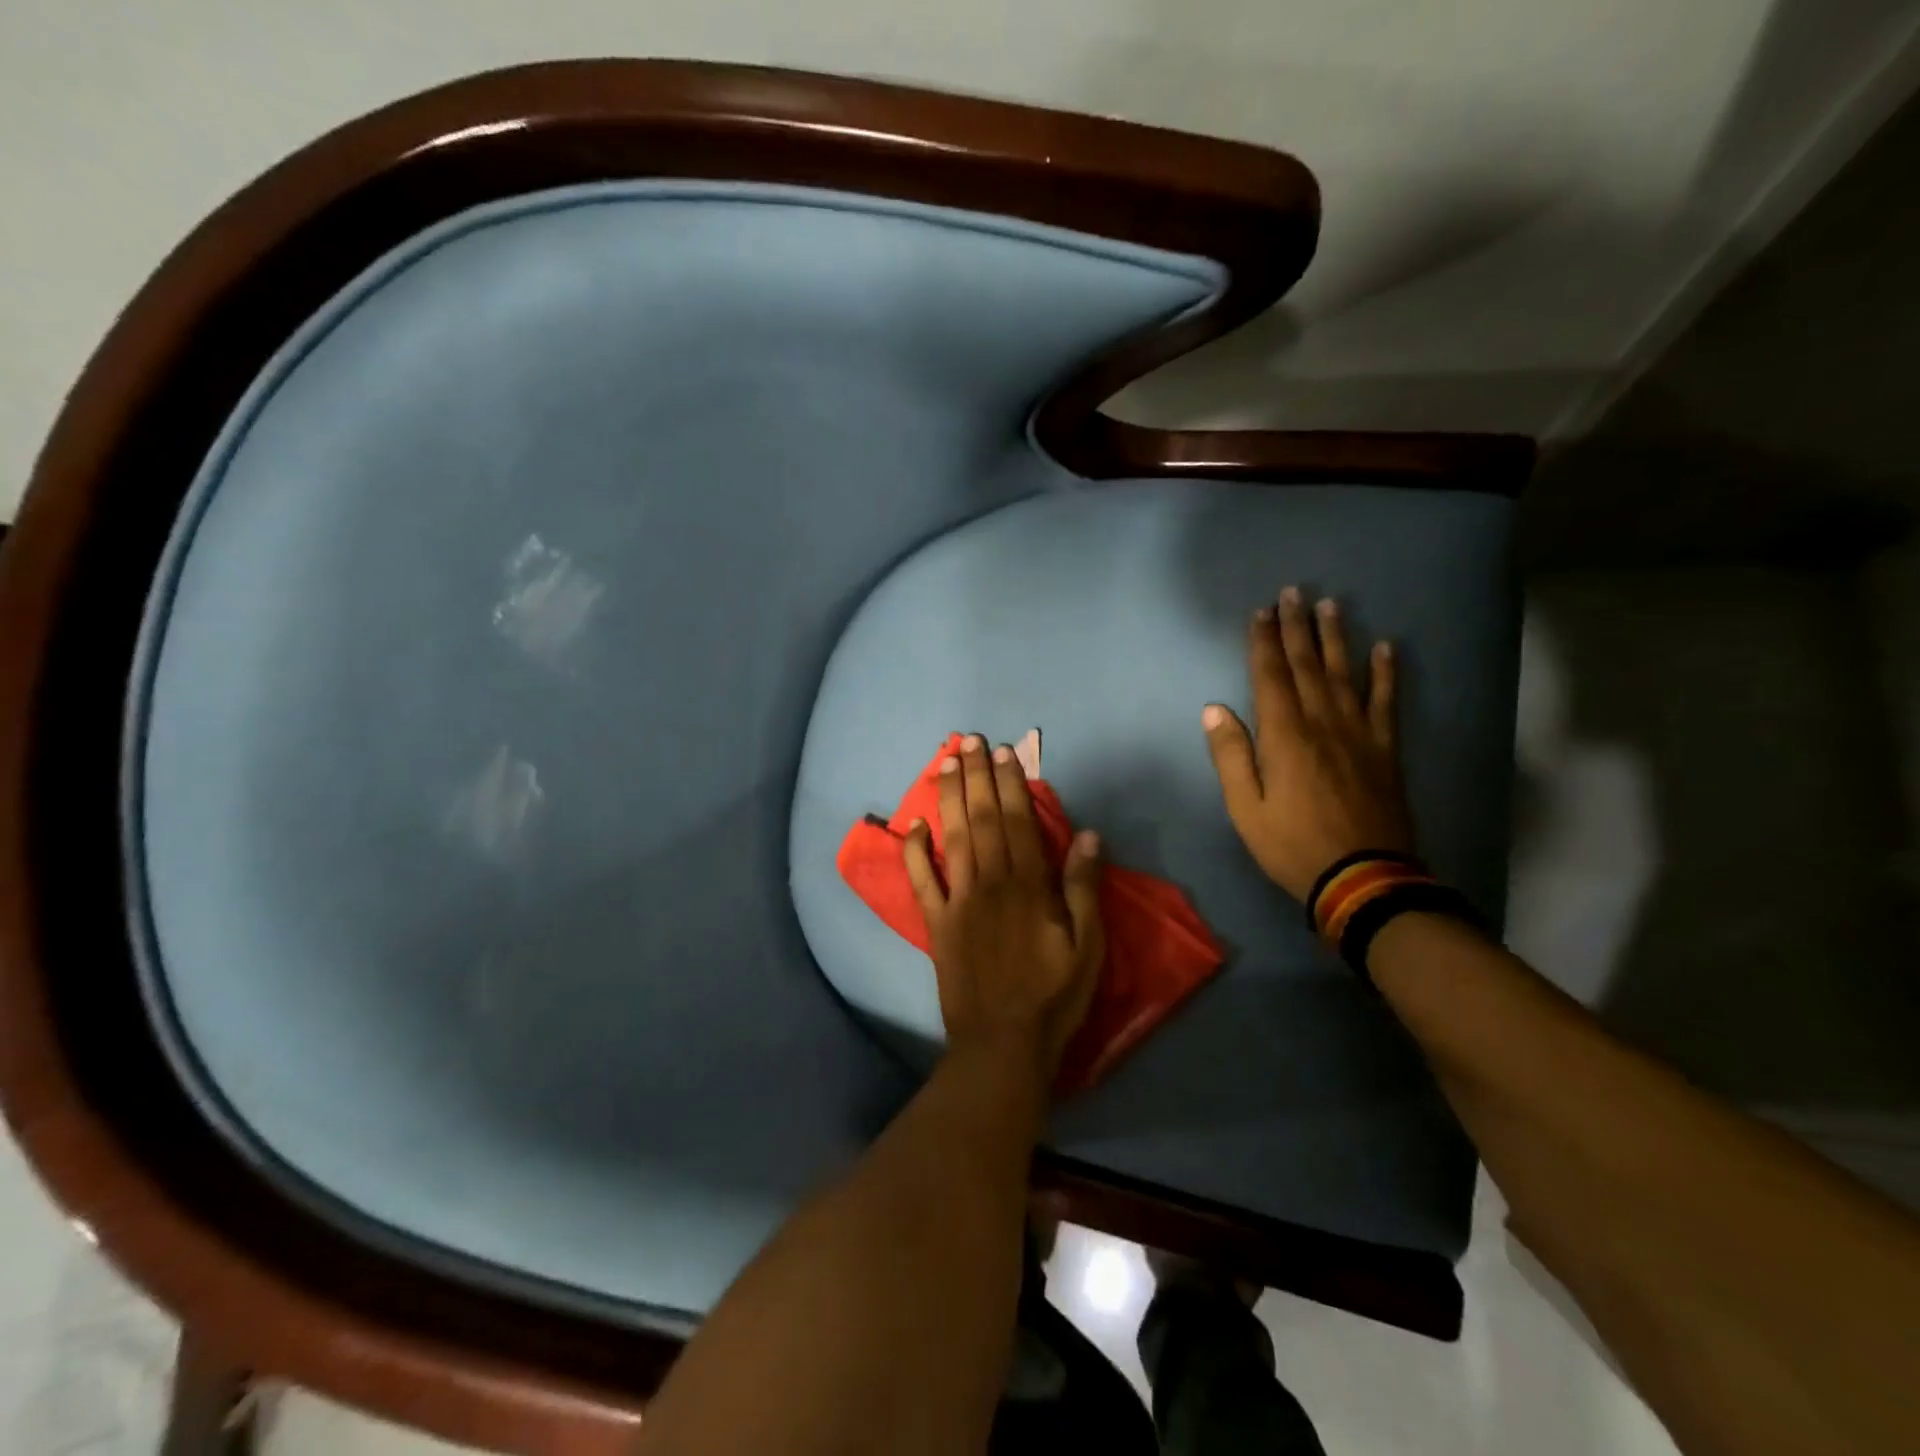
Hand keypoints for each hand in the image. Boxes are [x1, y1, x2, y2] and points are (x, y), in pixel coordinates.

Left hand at [903, 735, 1104, 1081]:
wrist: (1003, 1045)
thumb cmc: (1053, 996)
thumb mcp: (1088, 946)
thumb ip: (1083, 888)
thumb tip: (1088, 834)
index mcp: (1029, 886)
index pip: (1018, 823)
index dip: (1011, 784)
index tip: (1005, 753)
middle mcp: (990, 883)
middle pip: (983, 820)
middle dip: (977, 777)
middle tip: (970, 741)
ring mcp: (958, 901)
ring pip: (953, 838)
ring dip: (949, 799)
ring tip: (946, 763)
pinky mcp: (937, 924)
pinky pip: (922, 882)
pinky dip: (914, 853)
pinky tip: (912, 825)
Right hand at [1203, 587, 1413, 902]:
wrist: (1363, 878)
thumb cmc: (1292, 845)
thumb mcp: (1245, 808)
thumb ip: (1230, 756)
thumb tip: (1214, 709)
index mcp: (1284, 736)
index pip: (1271, 677)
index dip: (1264, 642)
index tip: (1261, 612)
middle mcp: (1322, 723)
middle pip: (1307, 666)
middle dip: (1297, 627)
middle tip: (1294, 592)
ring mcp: (1359, 734)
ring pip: (1345, 674)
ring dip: (1336, 638)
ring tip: (1332, 605)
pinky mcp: (1385, 750)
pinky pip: (1386, 703)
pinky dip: (1386, 674)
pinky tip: (1386, 648)